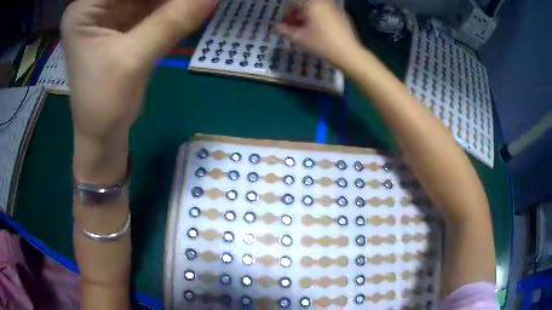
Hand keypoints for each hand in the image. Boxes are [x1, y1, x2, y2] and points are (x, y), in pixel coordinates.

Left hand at [62, 0, 214, 141]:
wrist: (103, 134)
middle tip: (193, 3)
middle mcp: (96, 5)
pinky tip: (189, 10)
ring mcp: (111, 12)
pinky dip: (173, 7)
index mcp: (84, 9)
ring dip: (172, 1)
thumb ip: (170, 23)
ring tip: (193, 7)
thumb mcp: (132, 61)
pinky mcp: (125, 22)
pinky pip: (154, 5)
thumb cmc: (103, 104)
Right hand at [276, 0, 358, 67]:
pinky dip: (320, 17)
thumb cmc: (321, 43)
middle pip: (306, 4)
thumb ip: (285, 30)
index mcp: (312, 4)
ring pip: (317, 7)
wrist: (348, 53)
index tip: (286, 22)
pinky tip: (320, 30)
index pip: (294, 2)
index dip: (287, 11)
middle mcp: (324, 2)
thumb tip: (277, 26)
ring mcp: (335, 7)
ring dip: (308, 15)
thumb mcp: (299, 38)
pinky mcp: (343, 15)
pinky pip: (327, 11)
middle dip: (298, 13)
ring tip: (307, 29)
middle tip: (295, 26)